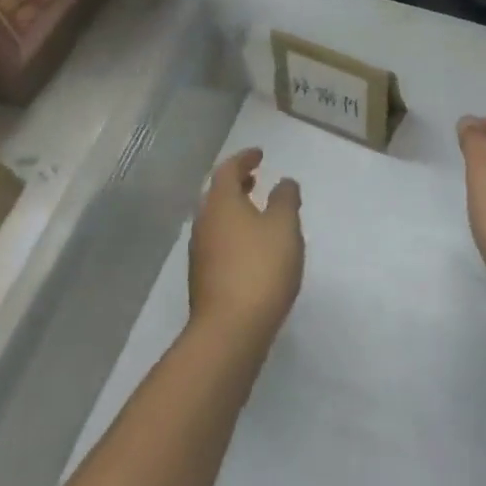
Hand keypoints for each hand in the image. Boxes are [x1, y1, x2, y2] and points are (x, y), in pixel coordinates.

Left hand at [188, 148, 302, 346]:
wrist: (230, 330)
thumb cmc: (260, 267)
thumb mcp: (284, 226)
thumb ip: (285, 199)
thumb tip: (283, 183)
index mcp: (221, 203)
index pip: (227, 170)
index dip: (244, 159)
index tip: (259, 155)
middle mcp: (204, 223)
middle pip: (217, 195)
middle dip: (236, 184)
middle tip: (255, 179)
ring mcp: (200, 254)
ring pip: (217, 220)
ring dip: (235, 210)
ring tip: (258, 212)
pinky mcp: (204, 279)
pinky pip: (219, 243)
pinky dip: (234, 234)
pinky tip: (253, 248)